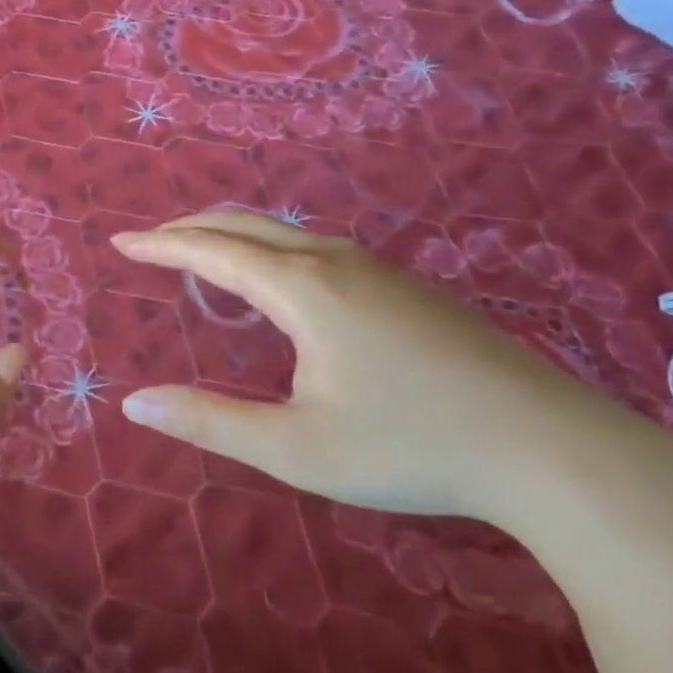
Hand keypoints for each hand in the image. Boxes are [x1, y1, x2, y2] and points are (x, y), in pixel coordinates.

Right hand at [113, 211, 641, 525]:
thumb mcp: (296, 448)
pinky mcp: (405, 286)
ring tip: (201, 252)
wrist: (552, 448)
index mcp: (302, 289)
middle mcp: (334, 261)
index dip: (161, 245)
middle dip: (190, 227)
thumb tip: (134, 402)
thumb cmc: (412, 448)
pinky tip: (277, 280)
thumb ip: (210, 422)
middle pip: (246, 224)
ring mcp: (377, 268)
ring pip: (285, 231)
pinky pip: (316, 246)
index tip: (120, 241)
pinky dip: (270, 247)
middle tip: (150, 241)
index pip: (212, 251)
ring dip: (233, 234)